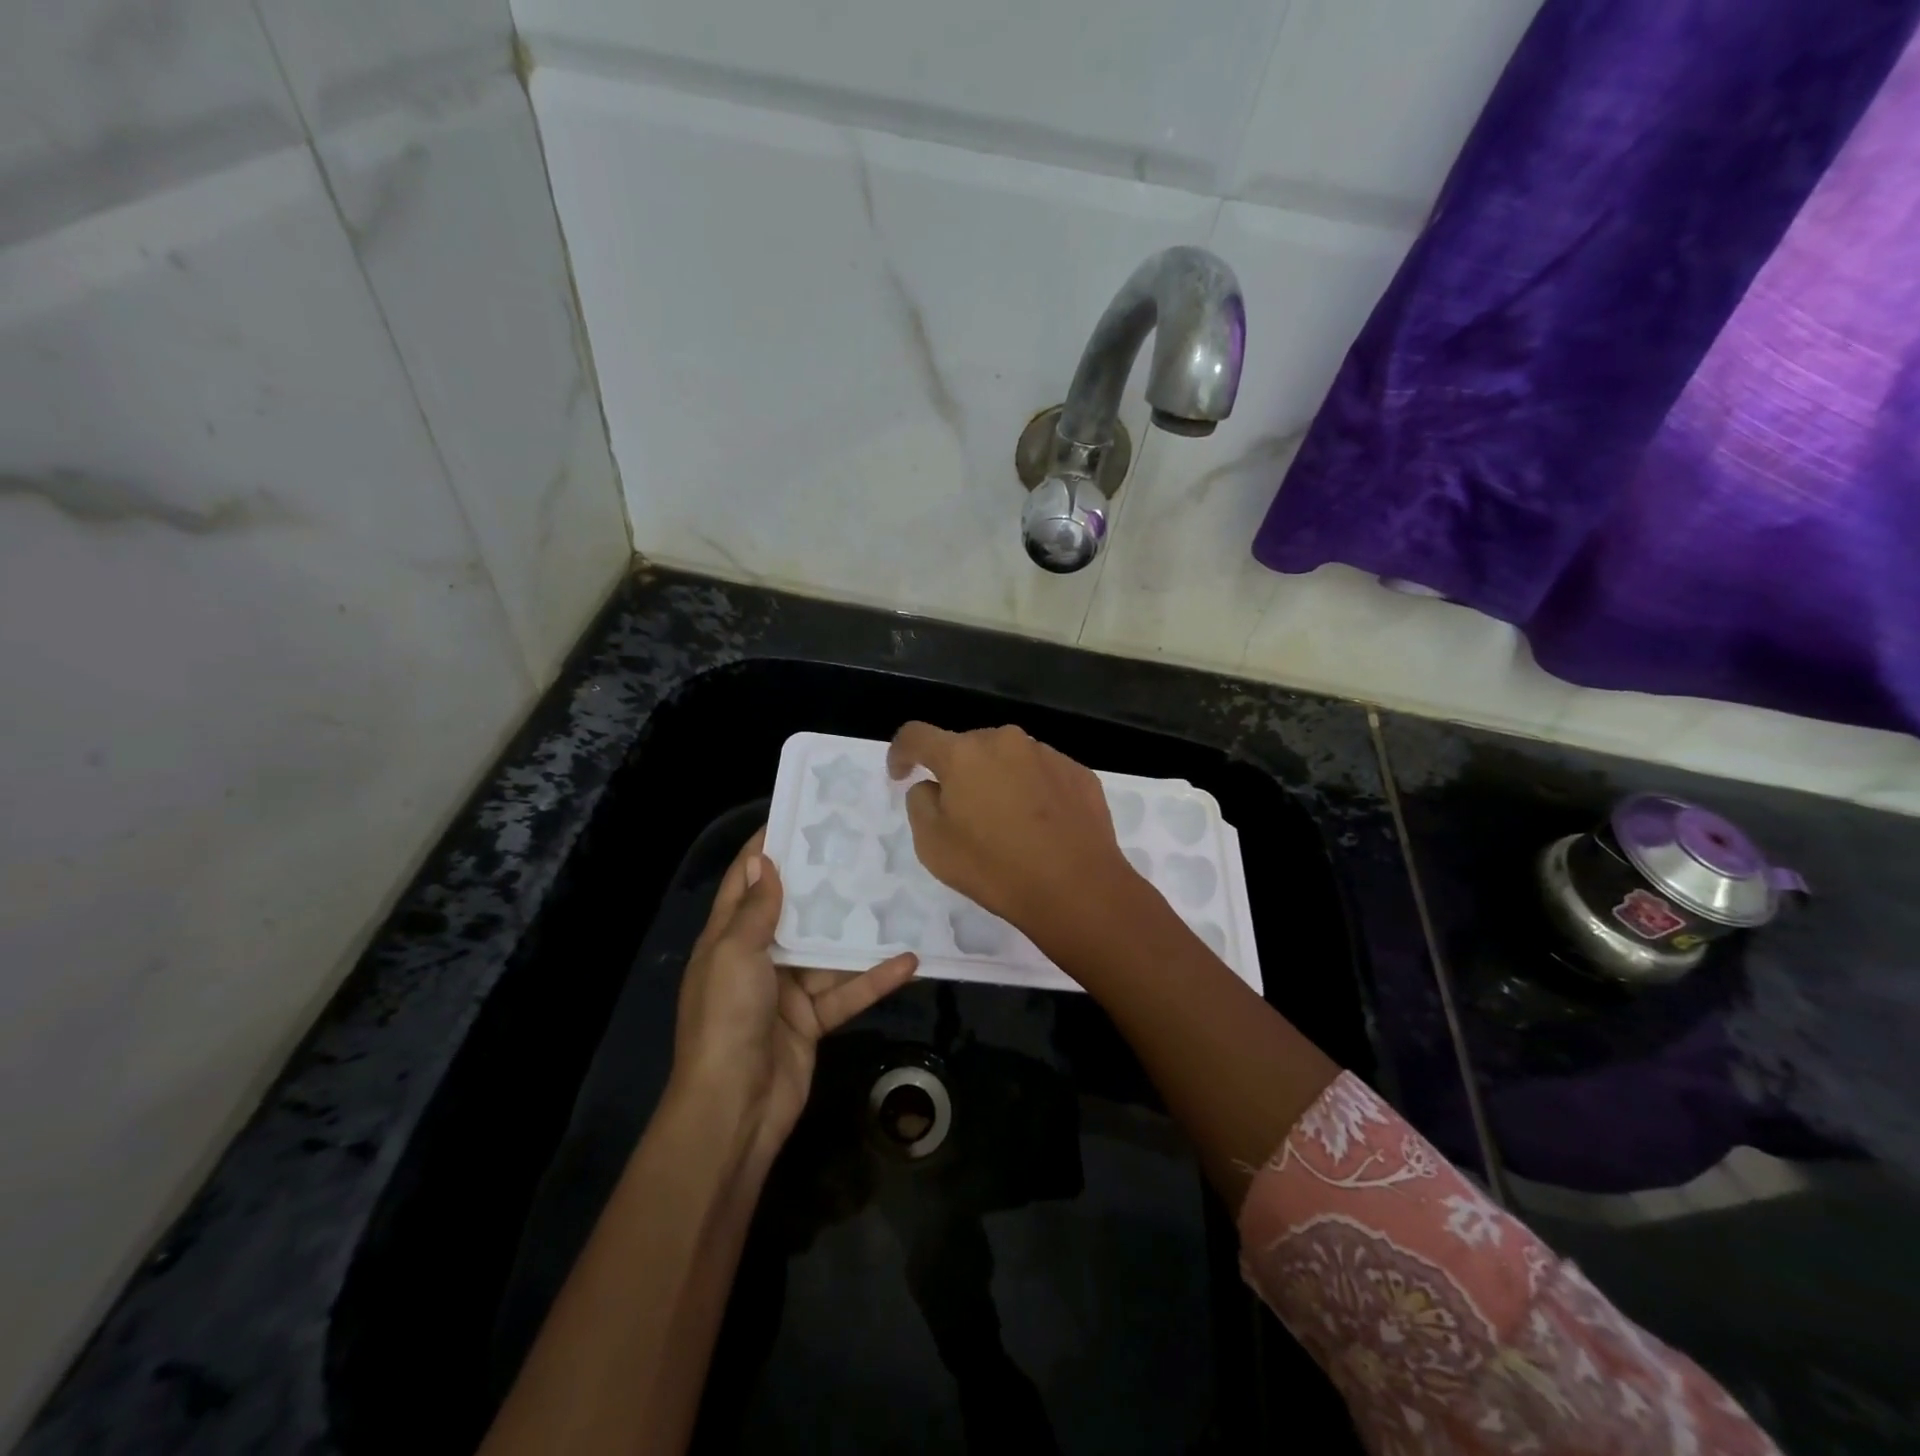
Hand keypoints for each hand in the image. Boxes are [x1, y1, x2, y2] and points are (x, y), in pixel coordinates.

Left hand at [672, 830, 916, 1163]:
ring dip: (858, 933)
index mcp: (727, 940)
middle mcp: (757, 959)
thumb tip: (762, 860)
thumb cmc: (727, 1018)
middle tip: (860, 849)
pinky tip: (909, 961)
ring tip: (895, 897)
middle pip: (793, 913)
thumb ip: (754, 910)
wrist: (734, 1109)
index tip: (796, 817)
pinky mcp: (813, 1020)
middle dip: (822, 884)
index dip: (765, 851)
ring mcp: (787, 991)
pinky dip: (874, 979)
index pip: (745, 884)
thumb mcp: (734, 955)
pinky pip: (847, 991)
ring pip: (828, 952)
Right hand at [886, 722, 1140, 955]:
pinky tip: (1040, 825)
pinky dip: (1032, 790)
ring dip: (997, 779)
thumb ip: (921, 803)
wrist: (1077, 888)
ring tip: (1006, 822)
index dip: (901, 751)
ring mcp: (1046, 754)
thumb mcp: (933, 845)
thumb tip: (932, 786)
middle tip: (961, 812)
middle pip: (967, 747)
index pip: (917, 735)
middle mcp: (1004, 741)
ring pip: (1008, 758)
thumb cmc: (995, 868)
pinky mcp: (1078, 772)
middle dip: (957, 772)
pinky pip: (1042, 773)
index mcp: (962, 754)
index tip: (901, 773)